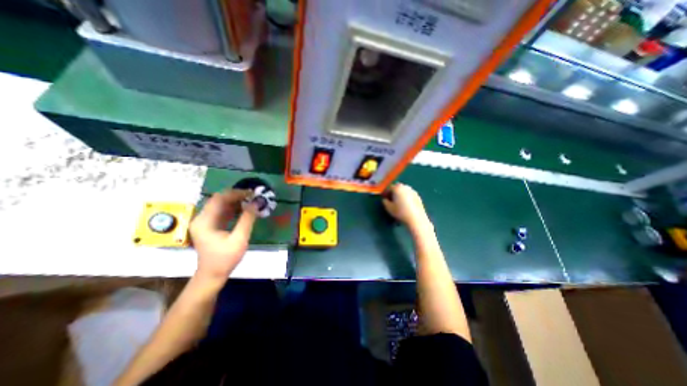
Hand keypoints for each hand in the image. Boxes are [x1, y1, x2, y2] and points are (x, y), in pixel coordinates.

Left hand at [189, 188, 256, 283]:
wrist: (212, 275)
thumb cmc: (225, 258)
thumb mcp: (239, 239)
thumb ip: (247, 219)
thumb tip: (256, 203)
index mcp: (205, 221)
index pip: (219, 199)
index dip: (236, 193)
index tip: (252, 193)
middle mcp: (202, 218)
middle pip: (219, 199)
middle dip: (236, 196)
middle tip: (253, 196)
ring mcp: (205, 222)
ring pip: (220, 204)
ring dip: (236, 201)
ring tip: (251, 201)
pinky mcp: (210, 225)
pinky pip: (222, 211)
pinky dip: (233, 208)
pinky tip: (244, 209)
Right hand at [382, 183, 426, 229]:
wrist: (416, 218)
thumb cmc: (400, 212)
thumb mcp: (388, 208)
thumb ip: (385, 202)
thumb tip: (385, 200)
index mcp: (397, 188)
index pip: (389, 188)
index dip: (385, 193)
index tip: (384, 198)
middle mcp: (405, 187)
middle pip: (397, 187)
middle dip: (393, 192)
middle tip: (390, 199)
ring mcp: (413, 191)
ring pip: (404, 191)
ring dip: (400, 194)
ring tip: (398, 202)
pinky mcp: (418, 196)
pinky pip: (409, 195)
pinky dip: (406, 197)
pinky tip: (405, 205)